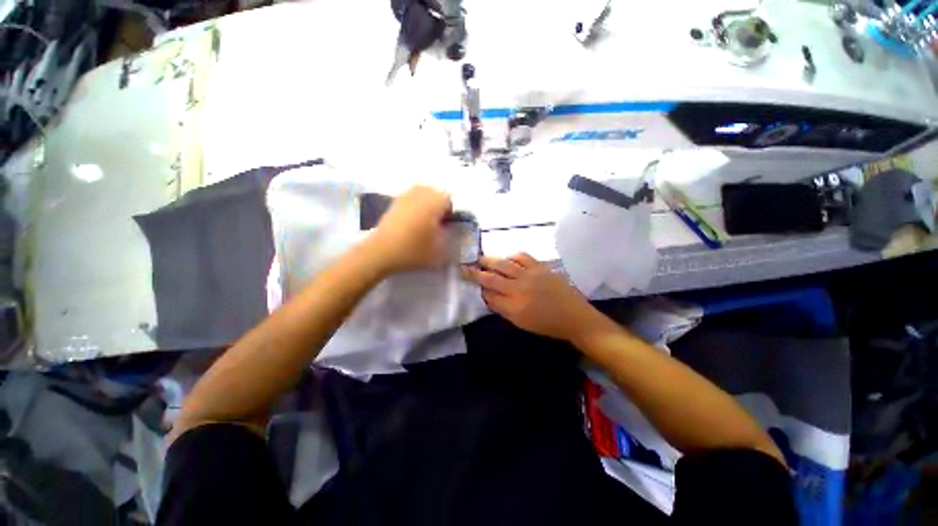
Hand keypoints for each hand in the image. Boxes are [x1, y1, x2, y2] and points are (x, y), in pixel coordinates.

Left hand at [368, 185, 452, 273]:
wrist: (380, 253)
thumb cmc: (411, 251)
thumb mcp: (437, 253)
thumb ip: (448, 241)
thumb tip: (449, 233)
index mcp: (432, 204)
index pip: (447, 198)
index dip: (449, 210)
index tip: (446, 224)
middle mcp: (418, 196)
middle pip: (433, 192)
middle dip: (438, 203)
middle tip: (436, 221)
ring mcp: (403, 198)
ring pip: (420, 192)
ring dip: (425, 202)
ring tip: (424, 220)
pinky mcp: (392, 204)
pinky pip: (408, 197)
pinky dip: (413, 204)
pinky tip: (411, 221)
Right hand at [462, 253, 602, 341]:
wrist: (574, 317)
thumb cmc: (546, 324)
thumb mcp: (521, 322)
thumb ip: (502, 309)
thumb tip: (488, 296)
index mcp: (514, 307)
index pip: (488, 295)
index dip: (479, 289)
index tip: (471, 283)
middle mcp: (518, 289)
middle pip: (491, 278)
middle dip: (474, 273)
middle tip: (464, 267)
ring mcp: (530, 276)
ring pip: (503, 264)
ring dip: (489, 260)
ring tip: (480, 258)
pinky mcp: (540, 267)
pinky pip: (522, 256)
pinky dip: (511, 256)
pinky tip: (507, 258)